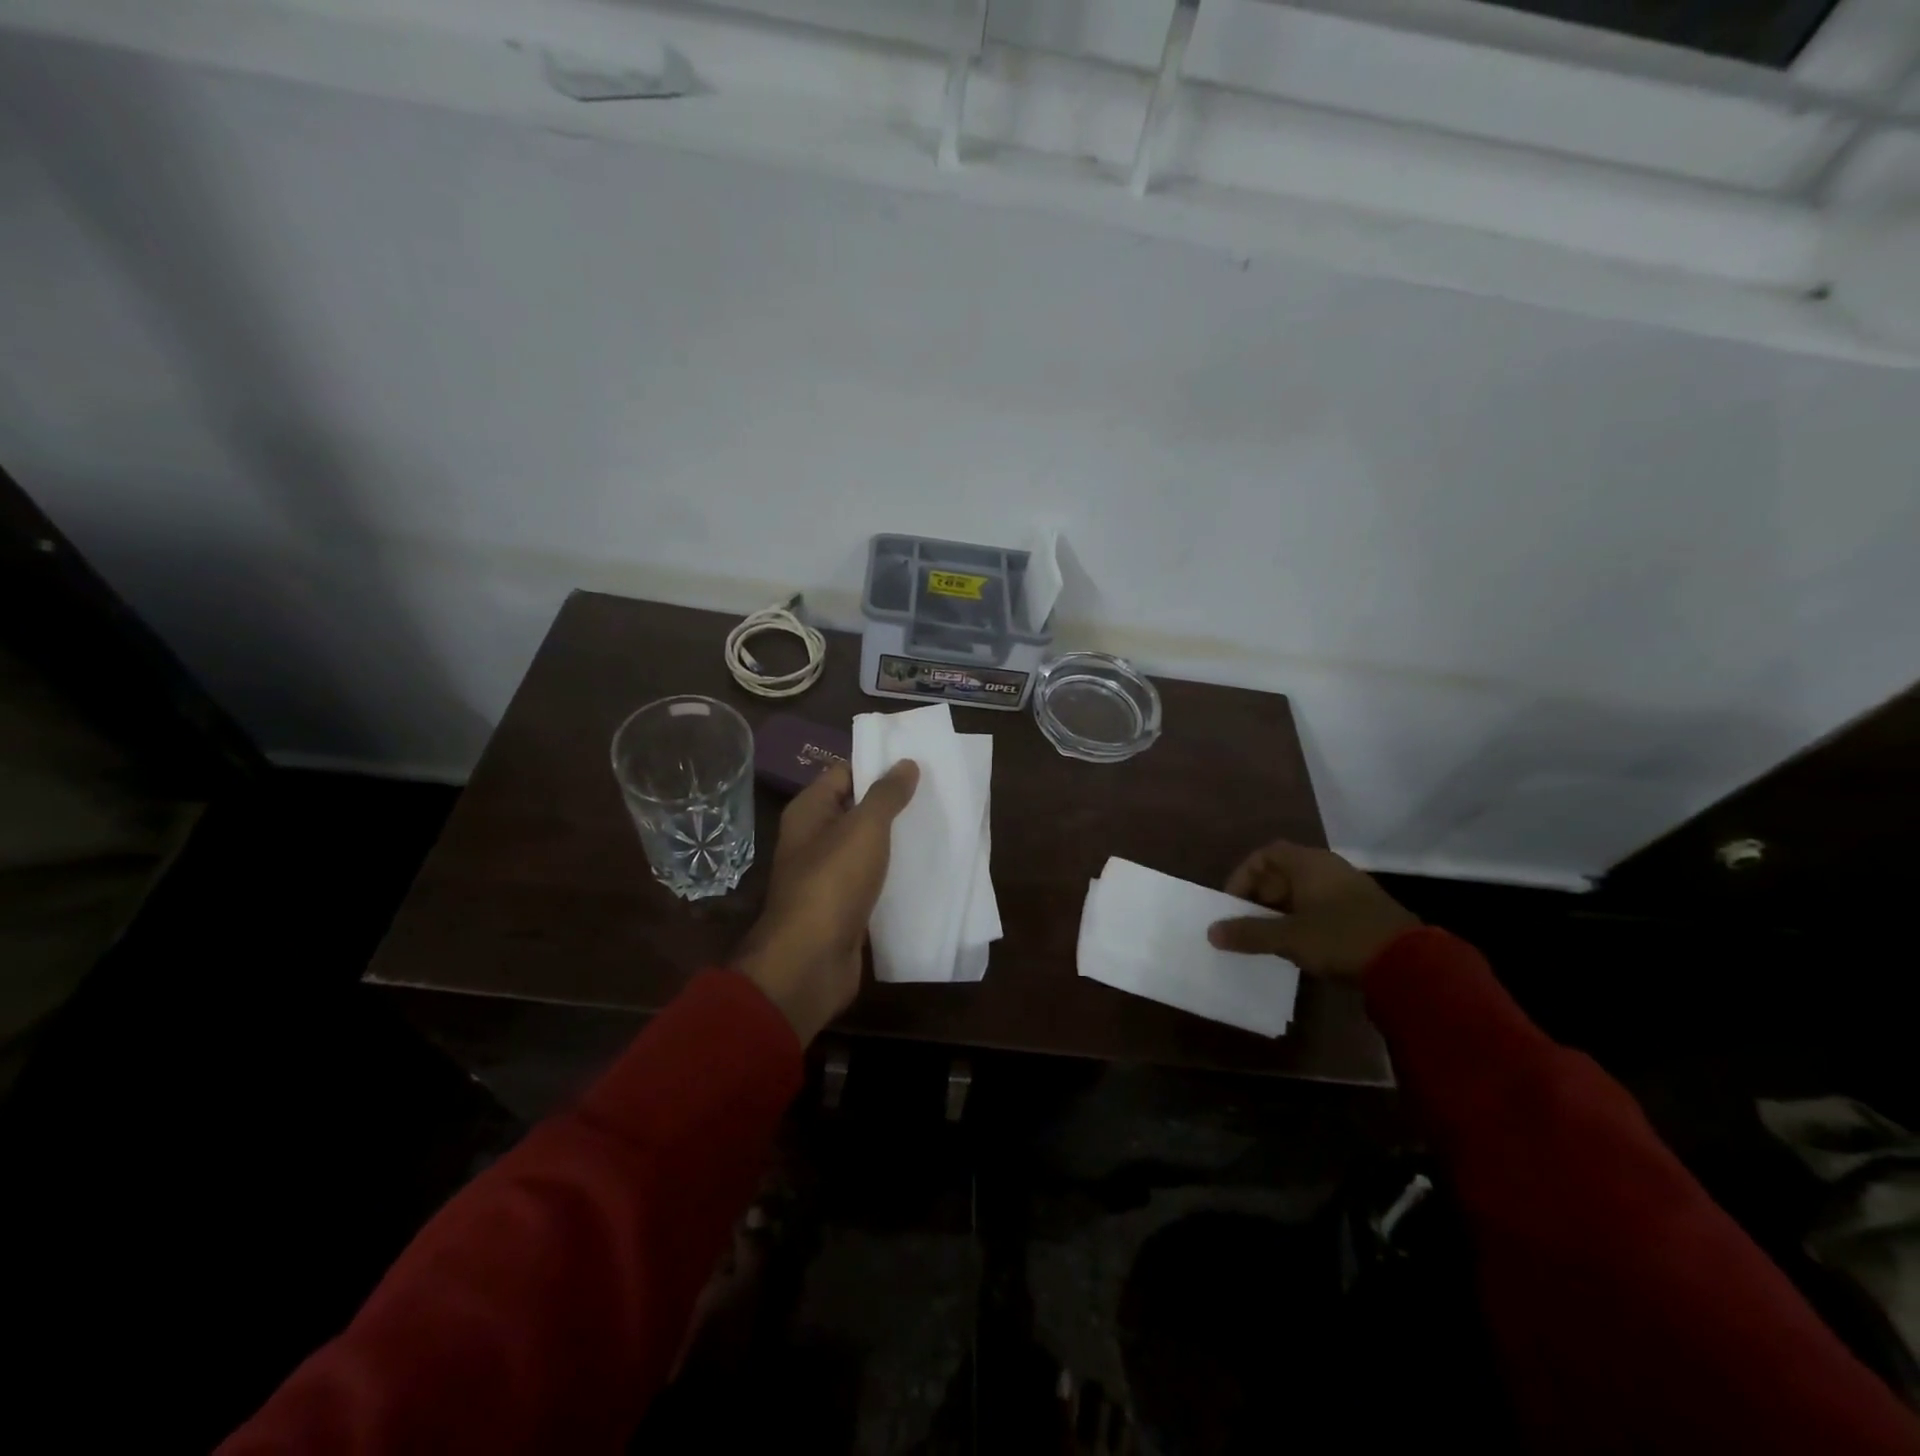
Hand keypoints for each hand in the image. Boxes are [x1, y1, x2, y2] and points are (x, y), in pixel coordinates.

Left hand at [735, 760, 918, 1043]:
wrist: (810, 961)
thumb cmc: (833, 882)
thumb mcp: (864, 828)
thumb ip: (886, 794)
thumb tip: (906, 762)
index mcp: (809, 811)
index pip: (844, 773)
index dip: (878, 766)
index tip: (918, 764)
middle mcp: (814, 838)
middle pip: (857, 809)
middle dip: (894, 804)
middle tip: (936, 795)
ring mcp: (828, 874)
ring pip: (867, 846)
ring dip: (897, 840)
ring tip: (938, 827)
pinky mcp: (843, 905)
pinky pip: (872, 879)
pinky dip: (894, 873)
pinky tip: (926, 869)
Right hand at [1206, 840, 1418, 978]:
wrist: (1409, 964)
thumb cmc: (1340, 937)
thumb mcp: (1289, 937)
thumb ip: (1249, 933)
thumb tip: (1211, 932)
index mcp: (1310, 863)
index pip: (1265, 855)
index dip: (1243, 876)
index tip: (1232, 903)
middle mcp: (1328, 868)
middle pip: (1282, 873)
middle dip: (1260, 897)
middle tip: (1248, 924)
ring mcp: (1348, 889)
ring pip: (1301, 893)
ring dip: (1280, 912)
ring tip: (1268, 938)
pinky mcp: (1362, 912)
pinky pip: (1320, 907)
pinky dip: (1302, 921)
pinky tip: (1299, 946)